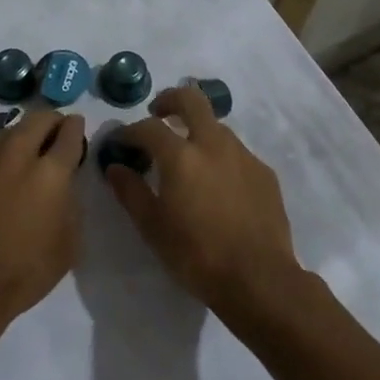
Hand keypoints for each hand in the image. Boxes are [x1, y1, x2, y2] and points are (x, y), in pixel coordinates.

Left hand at [0, 109, 85, 342]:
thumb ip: (70, 205)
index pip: (68, 133)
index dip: (75, 127)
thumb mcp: (68, 245)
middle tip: (53, 132)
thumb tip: (63, 186)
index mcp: (50, 173)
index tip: (76, 126)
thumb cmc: (24, 273)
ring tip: (22, 153)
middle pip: (36, 119)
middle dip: (49, 120)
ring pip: (4, 133)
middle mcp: (15, 157)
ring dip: (19, 137)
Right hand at [102, 85, 301, 314]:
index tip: (120, 142)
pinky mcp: (264, 173)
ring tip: (187, 159)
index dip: (129, 131)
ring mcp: (243, 155)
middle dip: (169, 100)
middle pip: (191, 99)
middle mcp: (214, 144)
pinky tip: (217, 185)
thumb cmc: (197, 255)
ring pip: (216, 126)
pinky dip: (219, 157)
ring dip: (197, 131)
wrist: (259, 279)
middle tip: (158, 115)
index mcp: (181, 156)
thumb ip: (130, 191)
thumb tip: (115, 167)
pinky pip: (236, 153)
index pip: (148, 127)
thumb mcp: (152, 227)